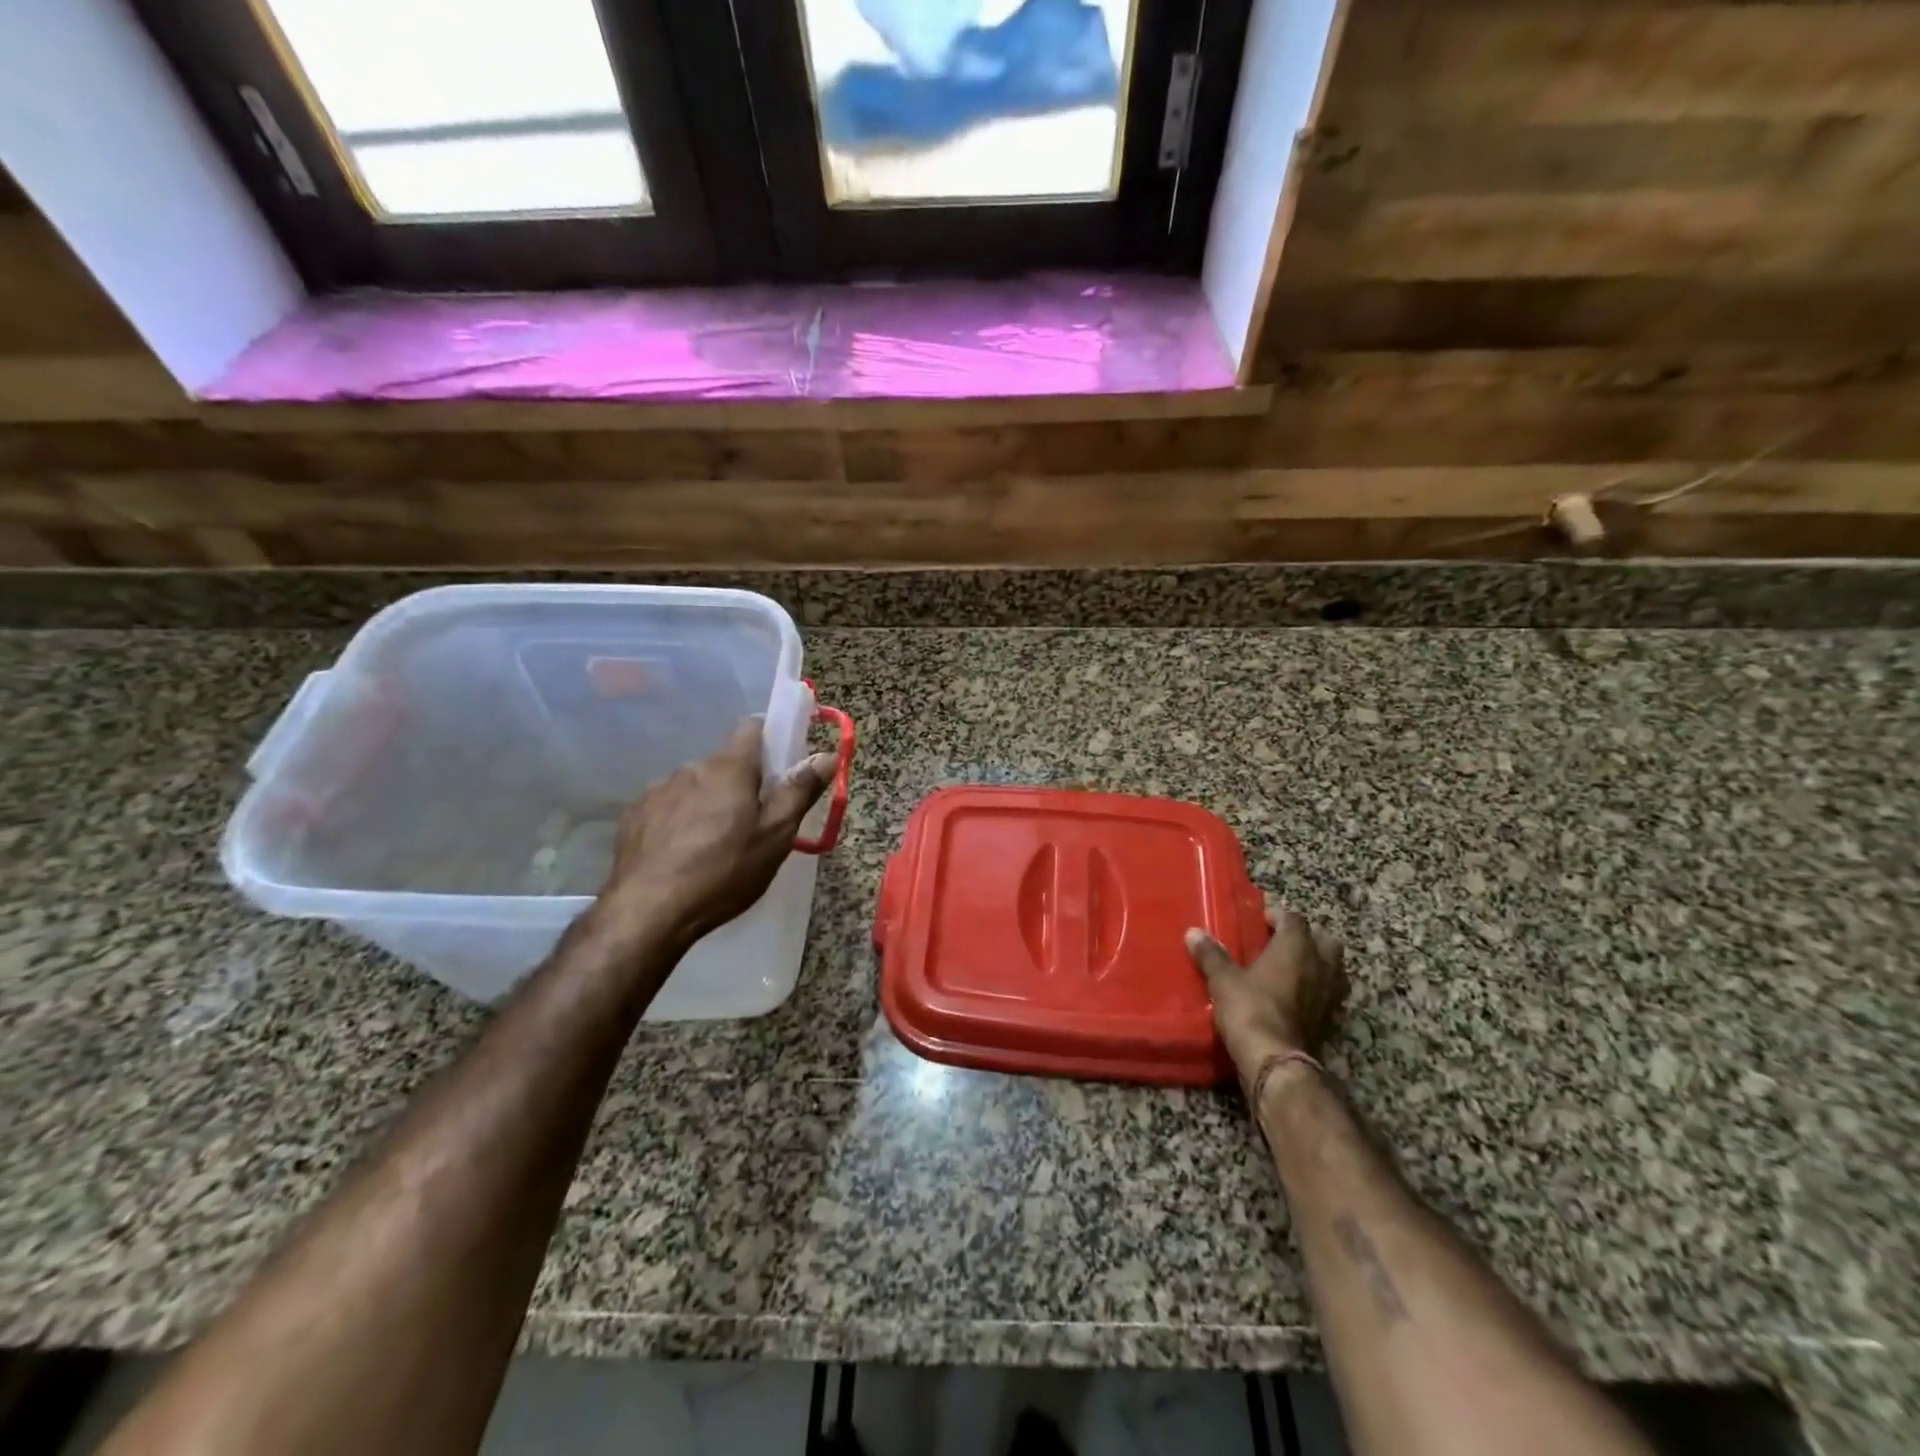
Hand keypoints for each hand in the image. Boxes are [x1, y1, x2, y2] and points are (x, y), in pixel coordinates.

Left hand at [599, 719, 835, 949]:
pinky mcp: (633, 817)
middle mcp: (690, 768)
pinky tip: (680, 855)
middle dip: (740, 784)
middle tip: (753, 823)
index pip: (753, 727)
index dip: (771, 740)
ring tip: (713, 845)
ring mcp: (657, 791)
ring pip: (694, 786)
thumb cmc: (724, 871)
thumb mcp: (775, 836)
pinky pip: (667, 808)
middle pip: (725, 763)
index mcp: (729, 768)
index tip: (781, 769)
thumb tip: (827, 756)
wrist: (648, 912)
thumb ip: (800, 791)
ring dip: (707, 803)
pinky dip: (678, 822)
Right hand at [1186, 910, 1348, 1088]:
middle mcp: (1320, 966)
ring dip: (1318, 965)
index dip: (1279, 915)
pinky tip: (1296, 997)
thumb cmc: (1250, 1008)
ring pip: (1334, 969)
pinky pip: (1329, 995)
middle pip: (1325, 941)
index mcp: (1296, 947)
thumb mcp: (1223, 979)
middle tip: (1283, 942)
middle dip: (1308, 938)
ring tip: (1293, 969)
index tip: (1261, 919)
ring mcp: (1330, 995)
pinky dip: (1317, 991)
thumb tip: (1193, 933)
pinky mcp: (1331, 1021)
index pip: (1295, 919)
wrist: (1275, 1061)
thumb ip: (1211, 954)